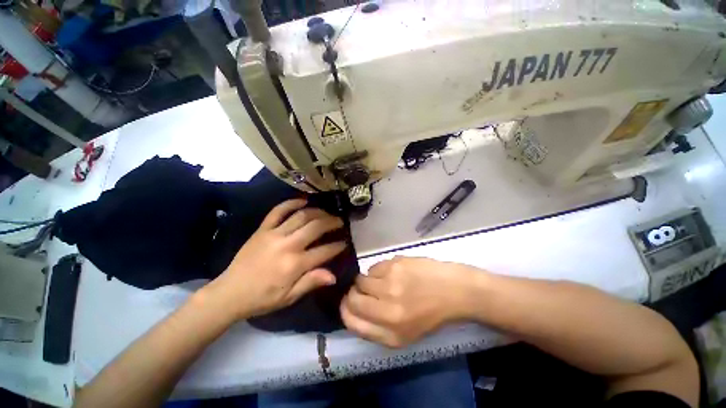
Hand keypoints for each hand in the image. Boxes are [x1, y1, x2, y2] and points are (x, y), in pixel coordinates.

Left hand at [200, 199, 346, 320]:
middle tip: (340, 222)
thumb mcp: (289, 297)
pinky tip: (303, 200)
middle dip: (332, 222)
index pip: (324, 251)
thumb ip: (311, 282)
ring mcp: (274, 234)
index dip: (338, 246)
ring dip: (318, 212)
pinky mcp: (262, 229)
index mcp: (295, 264)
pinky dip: (291, 202)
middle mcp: (287, 245)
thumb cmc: (263, 298)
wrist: (230, 292)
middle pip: (316, 227)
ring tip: (327, 213)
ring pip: (301, 216)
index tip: (345, 243)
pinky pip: (278, 210)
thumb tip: (334, 275)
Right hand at [341, 256, 478, 347]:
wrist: (453, 290)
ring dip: (367, 281)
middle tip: (365, 290)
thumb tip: (352, 308)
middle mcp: (388, 309)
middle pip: (353, 297)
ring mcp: (391, 283)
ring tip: (384, 281)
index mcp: (391, 333)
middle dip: (354, 293)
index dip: (345, 310)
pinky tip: (393, 273)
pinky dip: (379, 271)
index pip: (351, 320)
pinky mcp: (395, 264)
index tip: (348, 302)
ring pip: (361, 279)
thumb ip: (376, 328)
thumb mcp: (405, 334)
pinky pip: (374, 267)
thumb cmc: (430, 314)